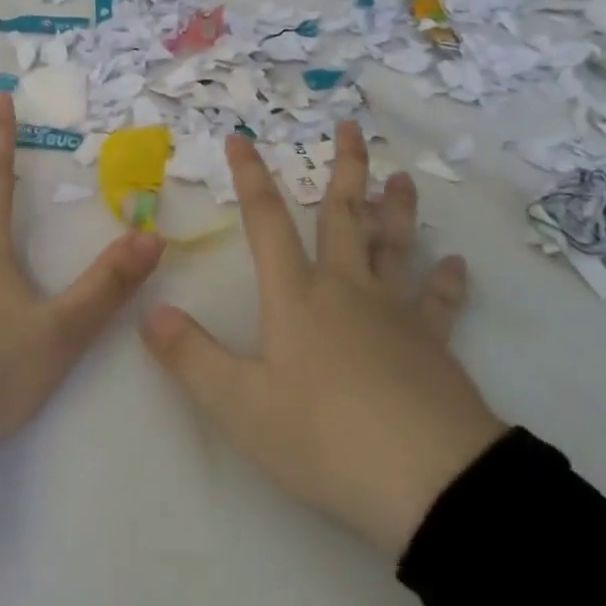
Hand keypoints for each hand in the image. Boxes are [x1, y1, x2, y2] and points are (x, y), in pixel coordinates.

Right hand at [140, 122, 505, 555]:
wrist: (427, 479)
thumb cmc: (322, 437)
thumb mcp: (239, 405)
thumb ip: (190, 356)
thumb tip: (149, 312)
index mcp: (297, 297)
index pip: (266, 222)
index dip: (250, 178)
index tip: (240, 138)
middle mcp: (347, 290)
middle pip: (344, 216)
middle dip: (344, 168)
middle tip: (351, 126)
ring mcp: (396, 314)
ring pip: (395, 246)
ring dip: (397, 209)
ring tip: (402, 177)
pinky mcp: (434, 345)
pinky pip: (441, 302)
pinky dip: (448, 281)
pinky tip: (457, 265)